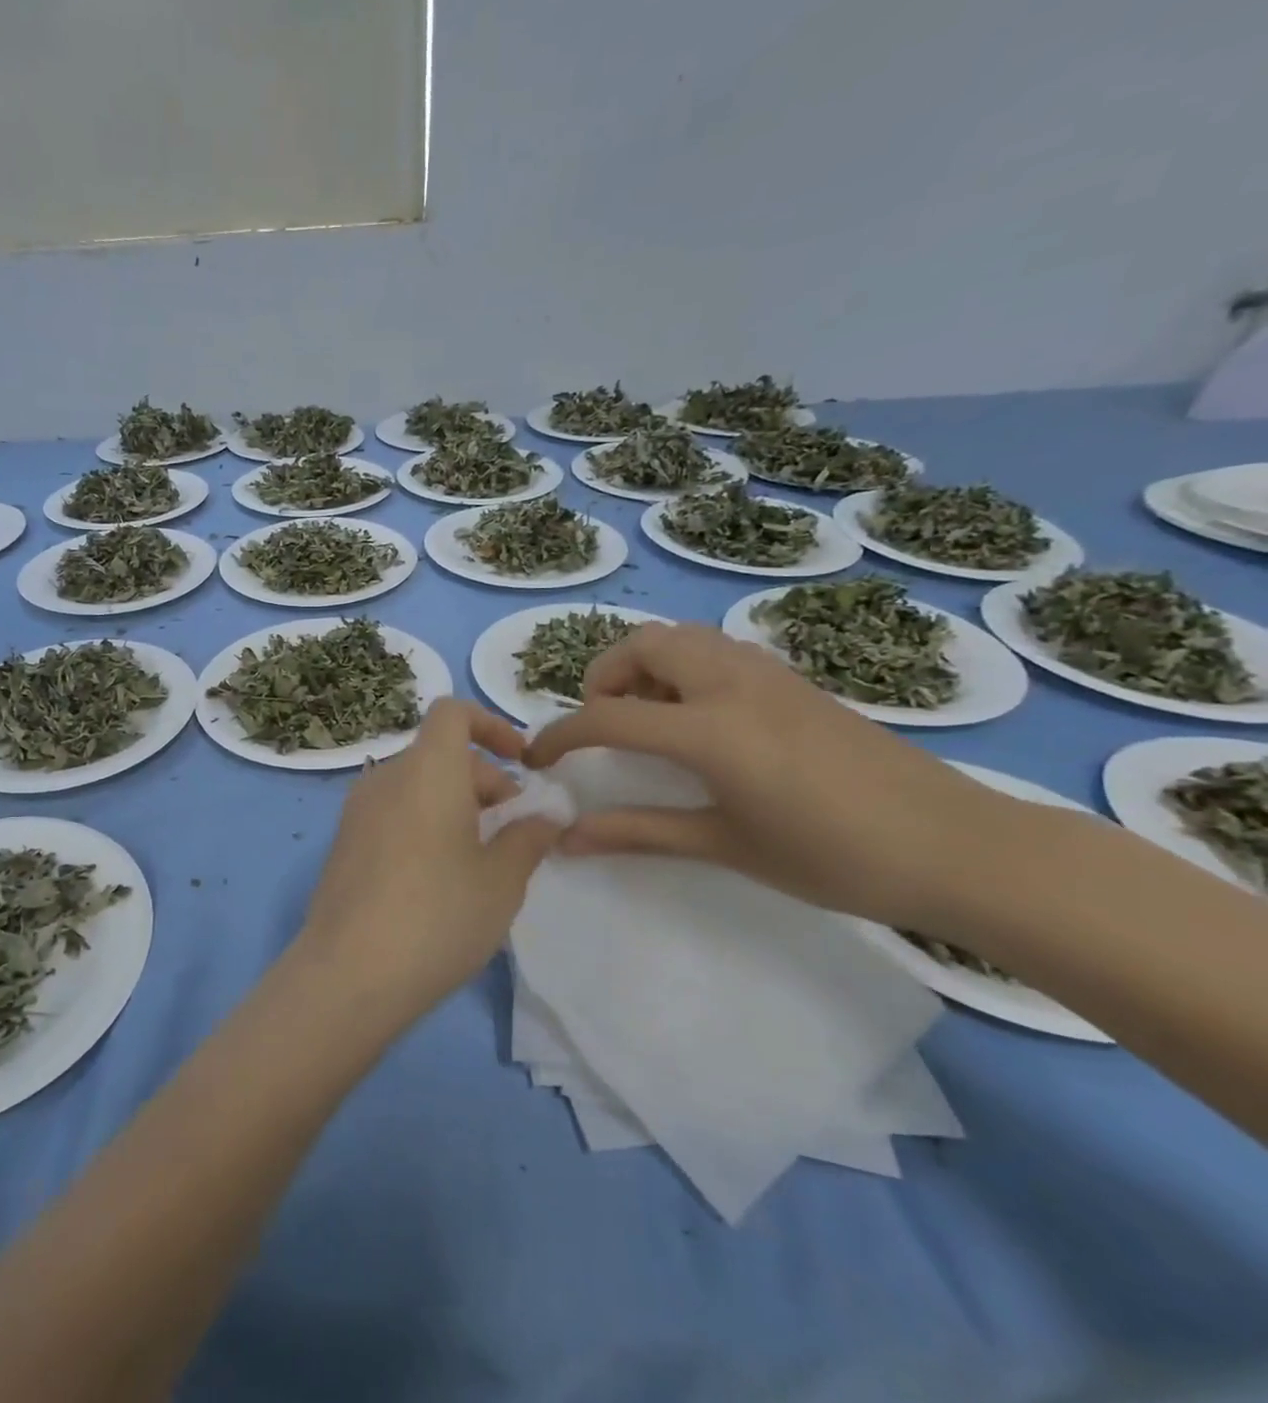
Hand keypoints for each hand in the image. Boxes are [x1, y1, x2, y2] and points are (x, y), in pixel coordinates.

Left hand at [298, 698, 561, 1017]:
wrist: (349, 972)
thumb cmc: (438, 915)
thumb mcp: (501, 880)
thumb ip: (527, 837)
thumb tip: (545, 816)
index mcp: (427, 769)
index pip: (452, 712)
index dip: (491, 724)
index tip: (521, 762)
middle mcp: (386, 777)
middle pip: (438, 754)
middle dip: (483, 779)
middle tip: (514, 828)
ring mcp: (357, 810)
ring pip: (415, 785)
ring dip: (454, 804)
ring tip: (482, 857)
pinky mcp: (344, 842)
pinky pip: (393, 811)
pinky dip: (423, 821)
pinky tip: (440, 876)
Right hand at [525, 622, 1016, 935]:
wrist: (957, 846)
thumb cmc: (834, 857)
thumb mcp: (725, 845)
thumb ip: (638, 832)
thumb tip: (567, 841)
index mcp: (711, 728)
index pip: (608, 716)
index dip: (562, 735)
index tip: (538, 757)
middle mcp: (731, 682)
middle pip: (640, 646)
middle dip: (604, 678)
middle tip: (605, 725)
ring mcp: (766, 672)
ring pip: (680, 638)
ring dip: (645, 666)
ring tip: (650, 720)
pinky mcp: (792, 678)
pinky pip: (715, 649)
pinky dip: (683, 667)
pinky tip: (701, 720)